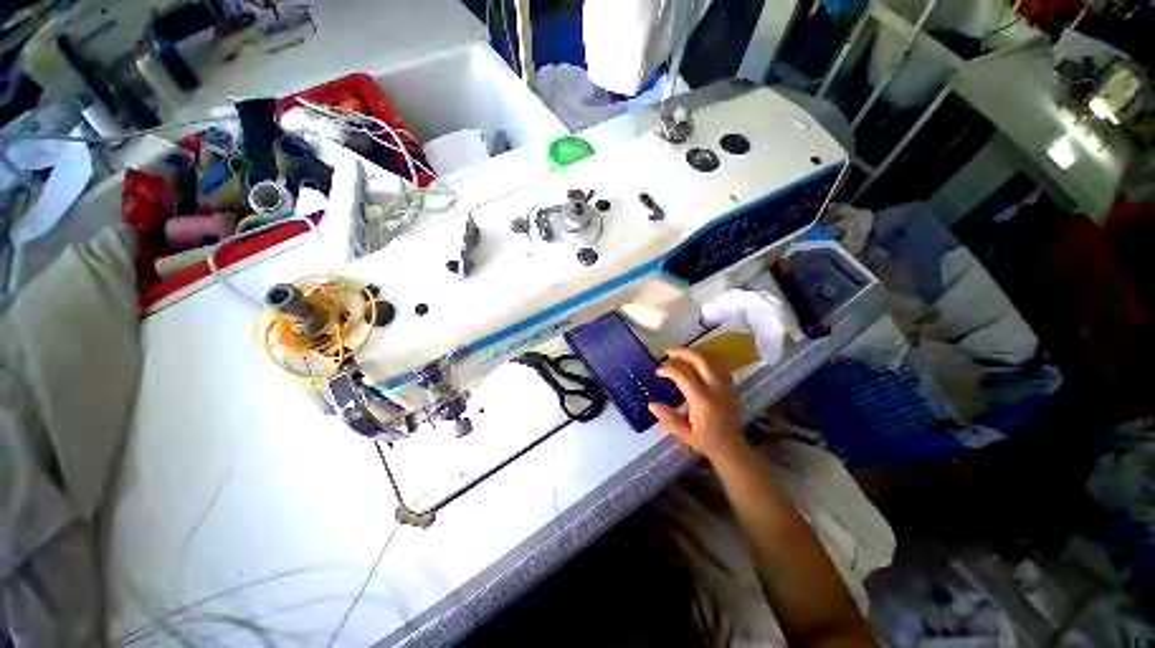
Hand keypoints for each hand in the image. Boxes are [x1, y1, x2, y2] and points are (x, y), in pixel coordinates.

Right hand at [649, 347, 746, 462]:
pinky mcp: (730, 385)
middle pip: (701, 359)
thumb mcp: (684, 433)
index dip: (668, 369)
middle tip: (668, 351)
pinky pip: (719, 364)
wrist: (732, 448)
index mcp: (702, 400)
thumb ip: (668, 418)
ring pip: (712, 358)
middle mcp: (715, 388)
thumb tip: (651, 404)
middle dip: (683, 351)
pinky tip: (697, 360)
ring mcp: (725, 385)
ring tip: (681, 353)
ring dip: (695, 352)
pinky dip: (707, 358)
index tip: (658, 372)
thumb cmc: (706, 441)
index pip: (683, 374)